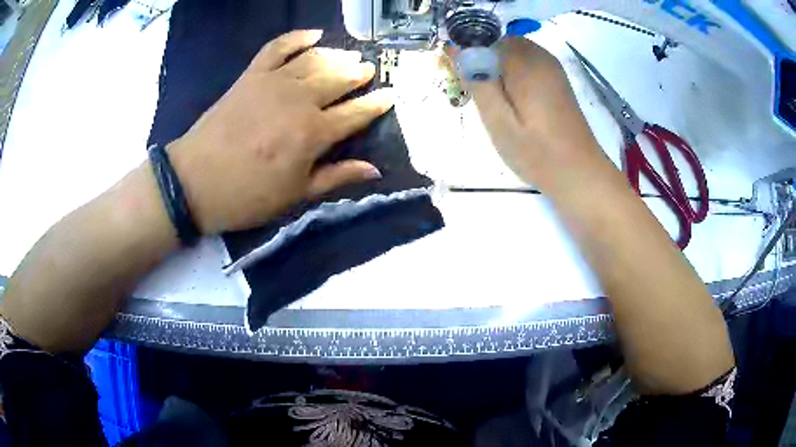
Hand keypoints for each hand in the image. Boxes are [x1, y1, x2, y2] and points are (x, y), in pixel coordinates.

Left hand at [168, 30, 391, 234]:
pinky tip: (313, 34)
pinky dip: (296, 37)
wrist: (194, 183)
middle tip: (368, 70)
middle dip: (359, 73)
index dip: (377, 104)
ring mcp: (273, 82)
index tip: (391, 95)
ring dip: (336, 55)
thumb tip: (374, 170)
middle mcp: (299, 100)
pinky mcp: (251, 75)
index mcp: (313, 133)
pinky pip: (277, 47)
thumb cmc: (247, 195)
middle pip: (338, 79)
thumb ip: (336, 177)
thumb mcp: (296, 196)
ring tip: (349, 55)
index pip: (356, 113)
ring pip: (314, 59)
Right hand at [462, 37, 601, 186]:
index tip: (458, 82)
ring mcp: (551, 66)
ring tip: (495, 104)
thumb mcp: (497, 121)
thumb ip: (476, 80)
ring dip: (496, 70)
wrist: (580, 173)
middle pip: (497, 44)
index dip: (465, 56)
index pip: (482, 40)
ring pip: (510, 53)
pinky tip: (514, 102)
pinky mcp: (556, 78)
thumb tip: (454, 48)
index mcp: (523, 62)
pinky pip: (525, 64)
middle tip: (476, 97)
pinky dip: (512, 75)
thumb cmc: (537, 153)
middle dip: (481, 62)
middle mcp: (539, 56)